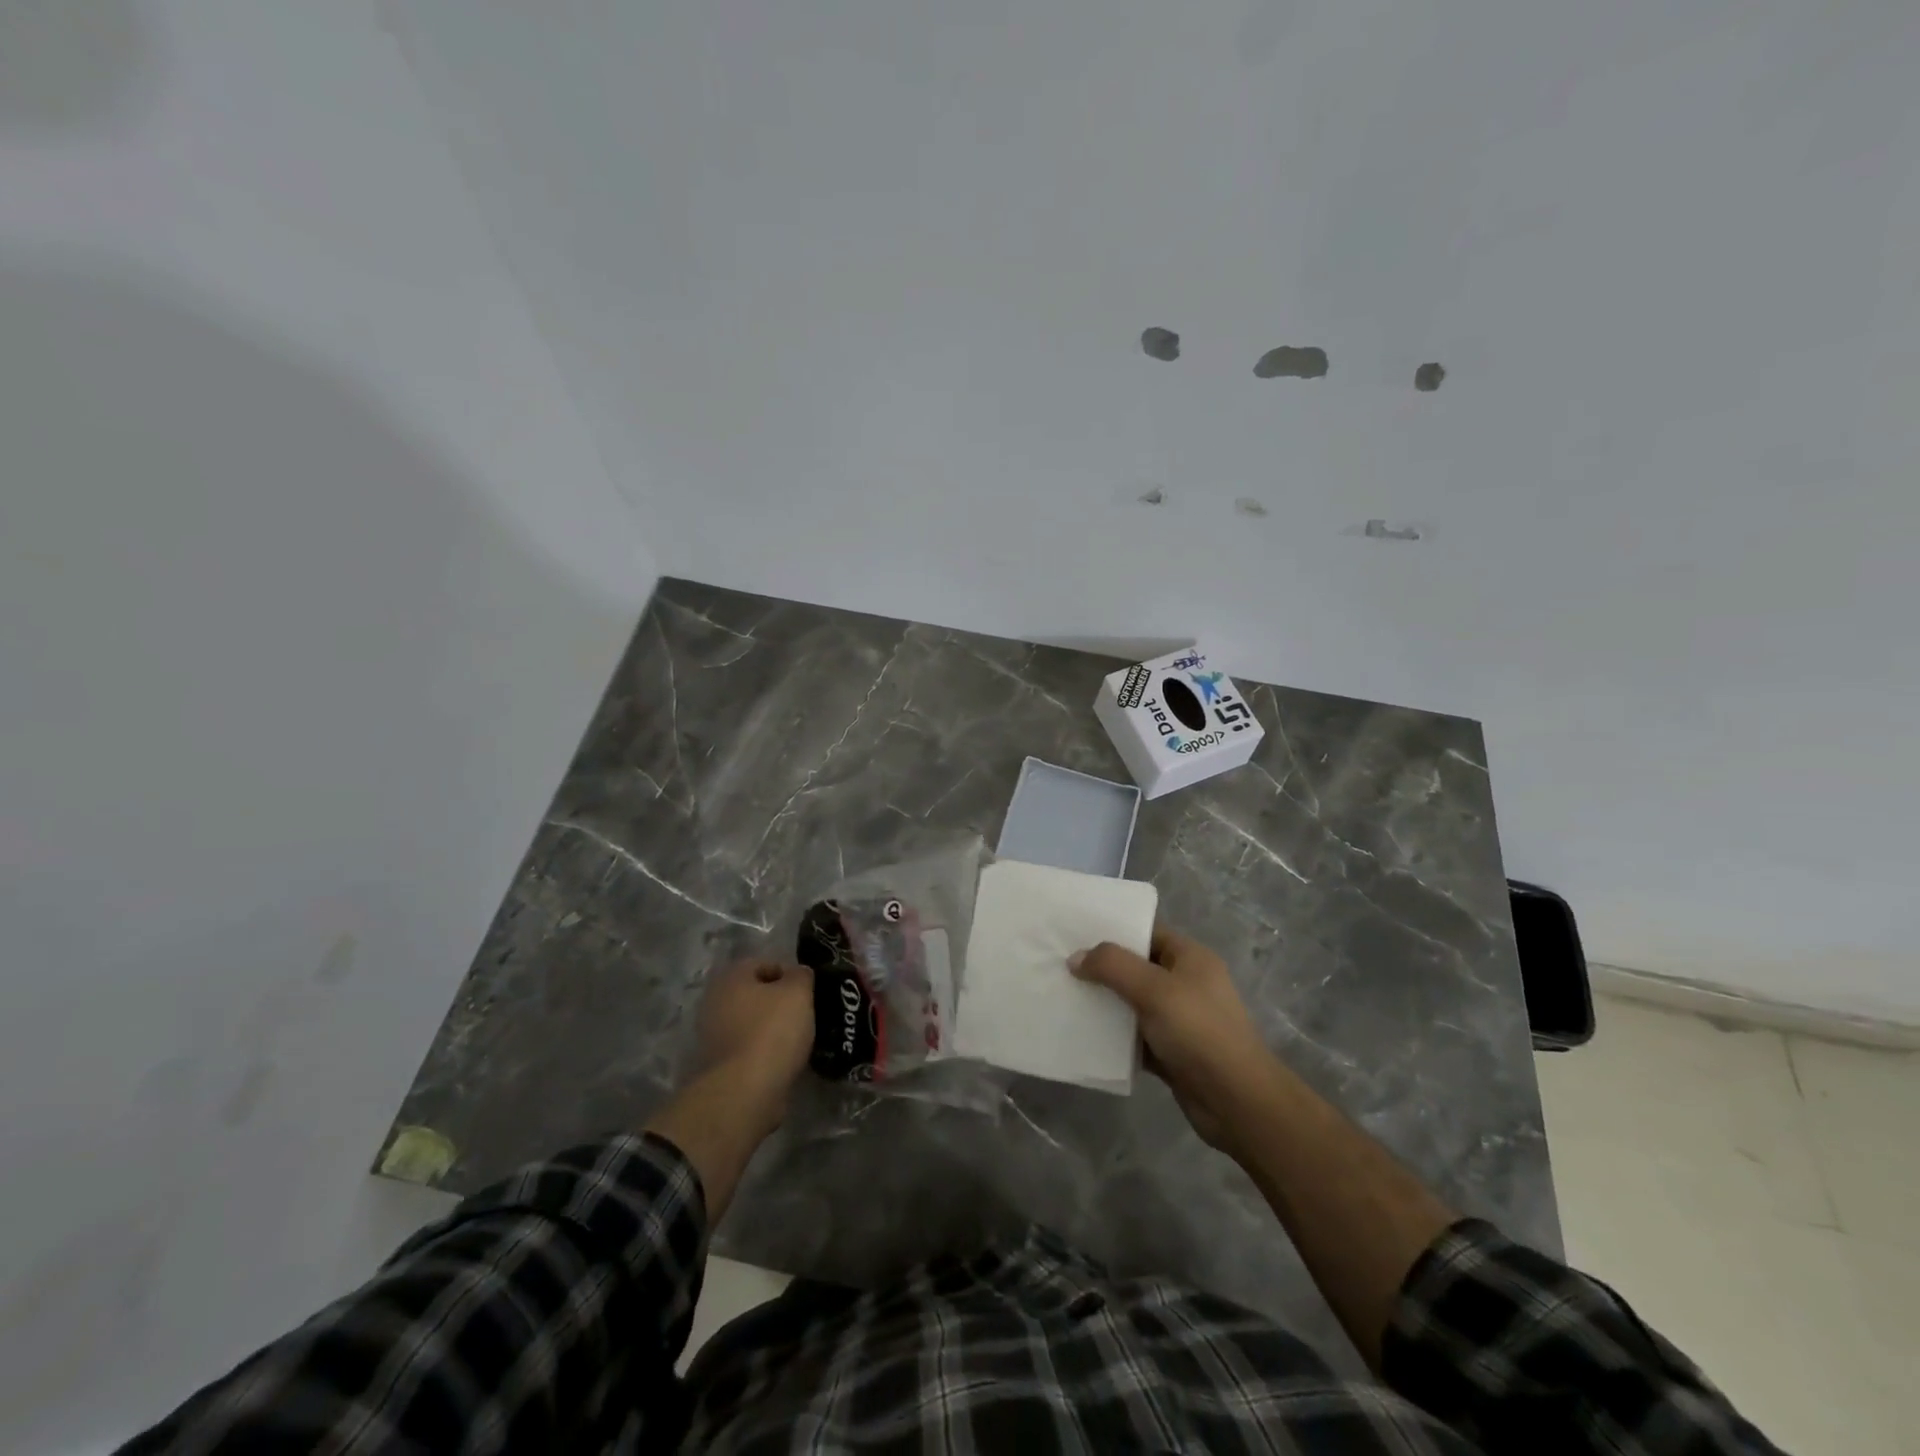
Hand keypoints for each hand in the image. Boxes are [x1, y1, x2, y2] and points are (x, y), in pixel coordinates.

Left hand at [694, 957, 813, 1121]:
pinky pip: (748, 1048)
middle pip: (756, 994)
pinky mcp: (719, 1064)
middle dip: (780, 1002)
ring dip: (773, 1028)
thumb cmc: (772, 1031)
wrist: (745, 1092)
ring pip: (752, 1022)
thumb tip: (798, 975)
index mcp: (731, 977)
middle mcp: (715, 1001)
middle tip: (805, 1014)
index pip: (765, 963)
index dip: (791, 974)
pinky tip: (783, 1060)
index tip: (808, 992)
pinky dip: (764, 1051)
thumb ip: (801, 975)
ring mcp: (713, 1035)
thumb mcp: (798, 992)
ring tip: (798, 1040)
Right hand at [1070, 925, 1274, 1152]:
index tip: (1075, 931)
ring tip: (1064, 994)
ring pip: (1132, 1002)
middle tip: (1061, 964)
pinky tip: (1083, 1033)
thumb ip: (1113, 966)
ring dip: (1105, 1002)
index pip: (1147, 931)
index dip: (1113, 929)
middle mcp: (1185, 983)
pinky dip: (1113, 1035)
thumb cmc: (1199, 1032)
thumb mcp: (1154, 989)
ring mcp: (1179, 1018)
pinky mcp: (1171, 1051)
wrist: (1237, 1102)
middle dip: (1102, 967)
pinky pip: (1134, 1035)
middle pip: (1136, 966)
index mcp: (1190, 957)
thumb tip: (1075, 958)